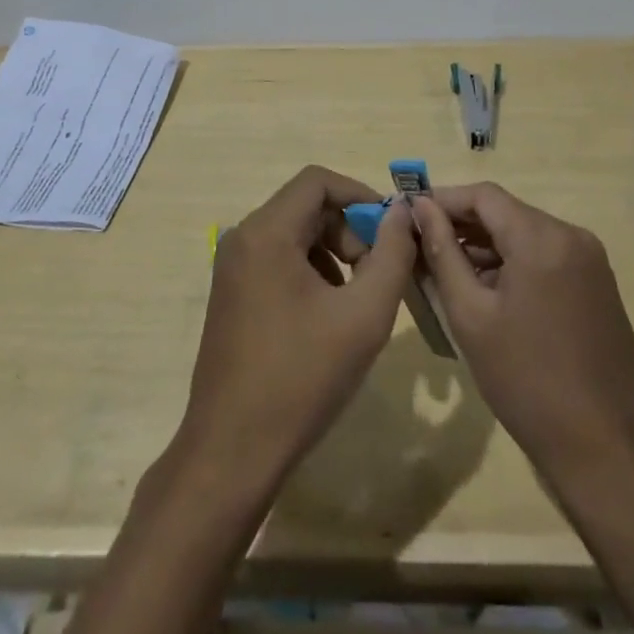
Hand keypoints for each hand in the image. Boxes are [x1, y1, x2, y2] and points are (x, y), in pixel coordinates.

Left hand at [180, 166, 416, 489]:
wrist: (231, 452)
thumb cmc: (301, 378)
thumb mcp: (363, 315)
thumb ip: (392, 255)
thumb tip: (402, 214)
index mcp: (266, 232)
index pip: (318, 181)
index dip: (361, 195)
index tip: (391, 231)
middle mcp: (243, 238)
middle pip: (306, 207)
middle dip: (349, 230)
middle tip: (376, 274)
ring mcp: (232, 268)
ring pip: (294, 235)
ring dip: (332, 254)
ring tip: (355, 302)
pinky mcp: (231, 295)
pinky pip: (278, 261)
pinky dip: (310, 273)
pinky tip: (326, 319)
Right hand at [412, 185, 633, 477]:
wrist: (610, 454)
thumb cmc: (528, 383)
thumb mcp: (471, 316)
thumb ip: (442, 253)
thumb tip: (419, 208)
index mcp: (543, 237)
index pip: (483, 195)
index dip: (442, 200)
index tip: (408, 217)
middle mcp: (572, 236)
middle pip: (505, 212)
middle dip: (461, 225)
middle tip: (420, 247)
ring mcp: (590, 261)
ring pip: (524, 235)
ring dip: (484, 247)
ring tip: (444, 272)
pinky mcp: (597, 286)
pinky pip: (545, 257)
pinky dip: (512, 264)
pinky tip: (485, 292)